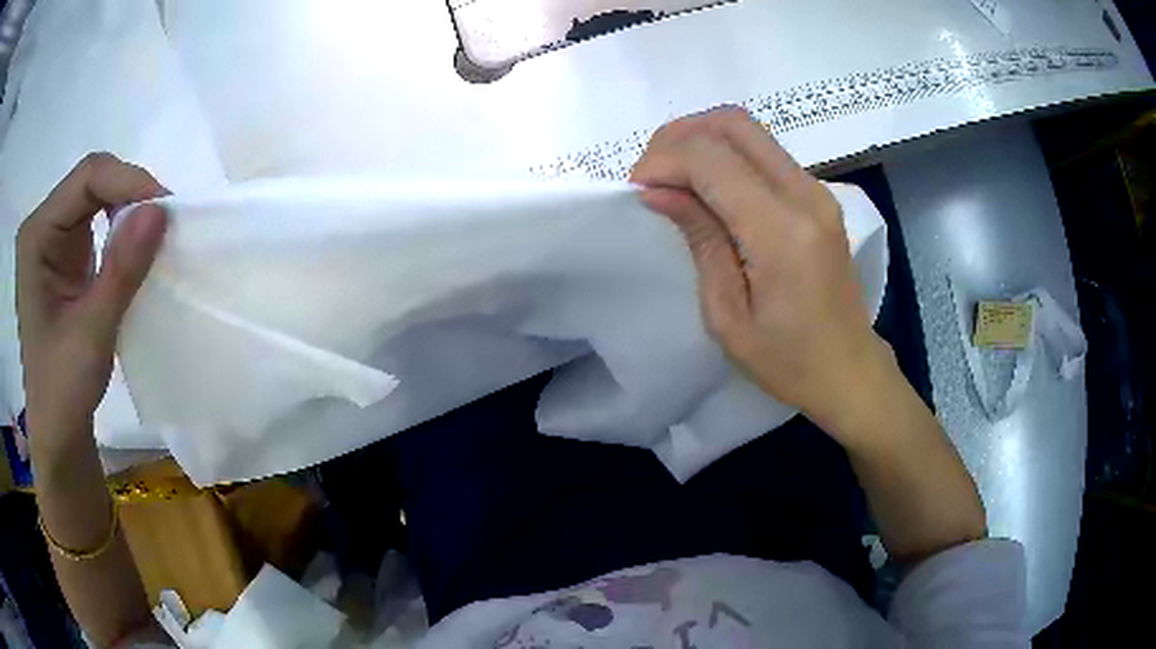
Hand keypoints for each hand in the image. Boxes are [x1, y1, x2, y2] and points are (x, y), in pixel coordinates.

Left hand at [16, 153, 167, 446]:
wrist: (57, 431)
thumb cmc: (63, 390)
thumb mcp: (91, 334)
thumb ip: (121, 271)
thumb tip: (161, 210)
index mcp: (37, 236)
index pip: (86, 178)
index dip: (127, 181)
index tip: (165, 209)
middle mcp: (42, 227)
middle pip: (91, 181)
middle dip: (129, 193)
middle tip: (163, 222)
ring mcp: (51, 240)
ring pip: (96, 196)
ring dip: (126, 209)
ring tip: (152, 235)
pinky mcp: (63, 257)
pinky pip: (95, 221)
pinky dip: (120, 228)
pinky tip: (133, 248)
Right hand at [631, 108, 894, 432]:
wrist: (849, 370)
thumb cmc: (787, 362)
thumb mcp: (728, 316)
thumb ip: (700, 240)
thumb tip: (659, 191)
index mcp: (782, 233)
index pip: (712, 159)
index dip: (664, 160)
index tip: (637, 188)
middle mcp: (805, 196)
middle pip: (733, 123)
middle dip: (679, 135)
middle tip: (652, 172)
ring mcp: (817, 191)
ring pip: (749, 130)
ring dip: (702, 140)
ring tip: (673, 178)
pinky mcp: (818, 196)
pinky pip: (764, 151)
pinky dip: (726, 154)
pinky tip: (707, 186)